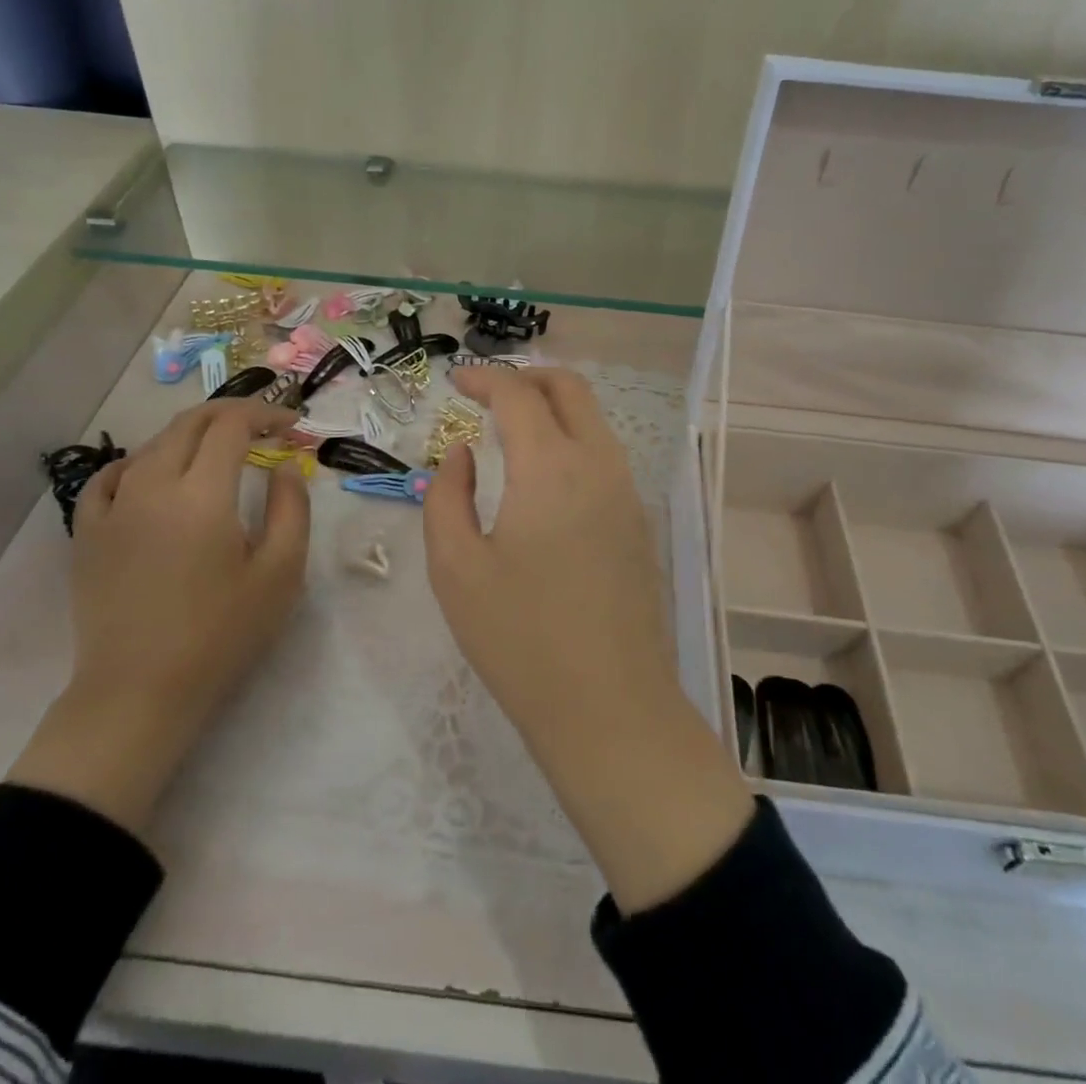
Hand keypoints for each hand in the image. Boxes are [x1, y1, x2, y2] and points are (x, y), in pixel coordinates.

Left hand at [8, 399, 309, 834]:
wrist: (139, 693)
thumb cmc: (221, 635)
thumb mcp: (280, 574)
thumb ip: (291, 508)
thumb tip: (284, 466)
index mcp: (202, 495)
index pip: (232, 425)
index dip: (265, 414)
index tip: (292, 425)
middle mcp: (152, 486)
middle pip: (190, 423)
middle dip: (231, 413)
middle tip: (263, 426)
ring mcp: (112, 508)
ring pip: (152, 445)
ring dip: (192, 435)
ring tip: (219, 450)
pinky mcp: (88, 534)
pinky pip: (110, 477)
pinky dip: (140, 461)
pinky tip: (153, 474)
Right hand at [424, 368, 752, 911]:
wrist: (610, 707)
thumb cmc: (520, 638)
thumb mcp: (456, 567)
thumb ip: (447, 495)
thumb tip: (463, 454)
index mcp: (551, 466)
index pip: (518, 393)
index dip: (484, 378)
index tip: (455, 383)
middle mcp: (598, 464)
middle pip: (570, 388)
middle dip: (527, 377)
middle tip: (486, 394)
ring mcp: (627, 492)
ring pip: (593, 420)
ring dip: (553, 408)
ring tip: (510, 431)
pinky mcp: (638, 522)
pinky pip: (604, 455)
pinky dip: (571, 440)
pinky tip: (543, 478)